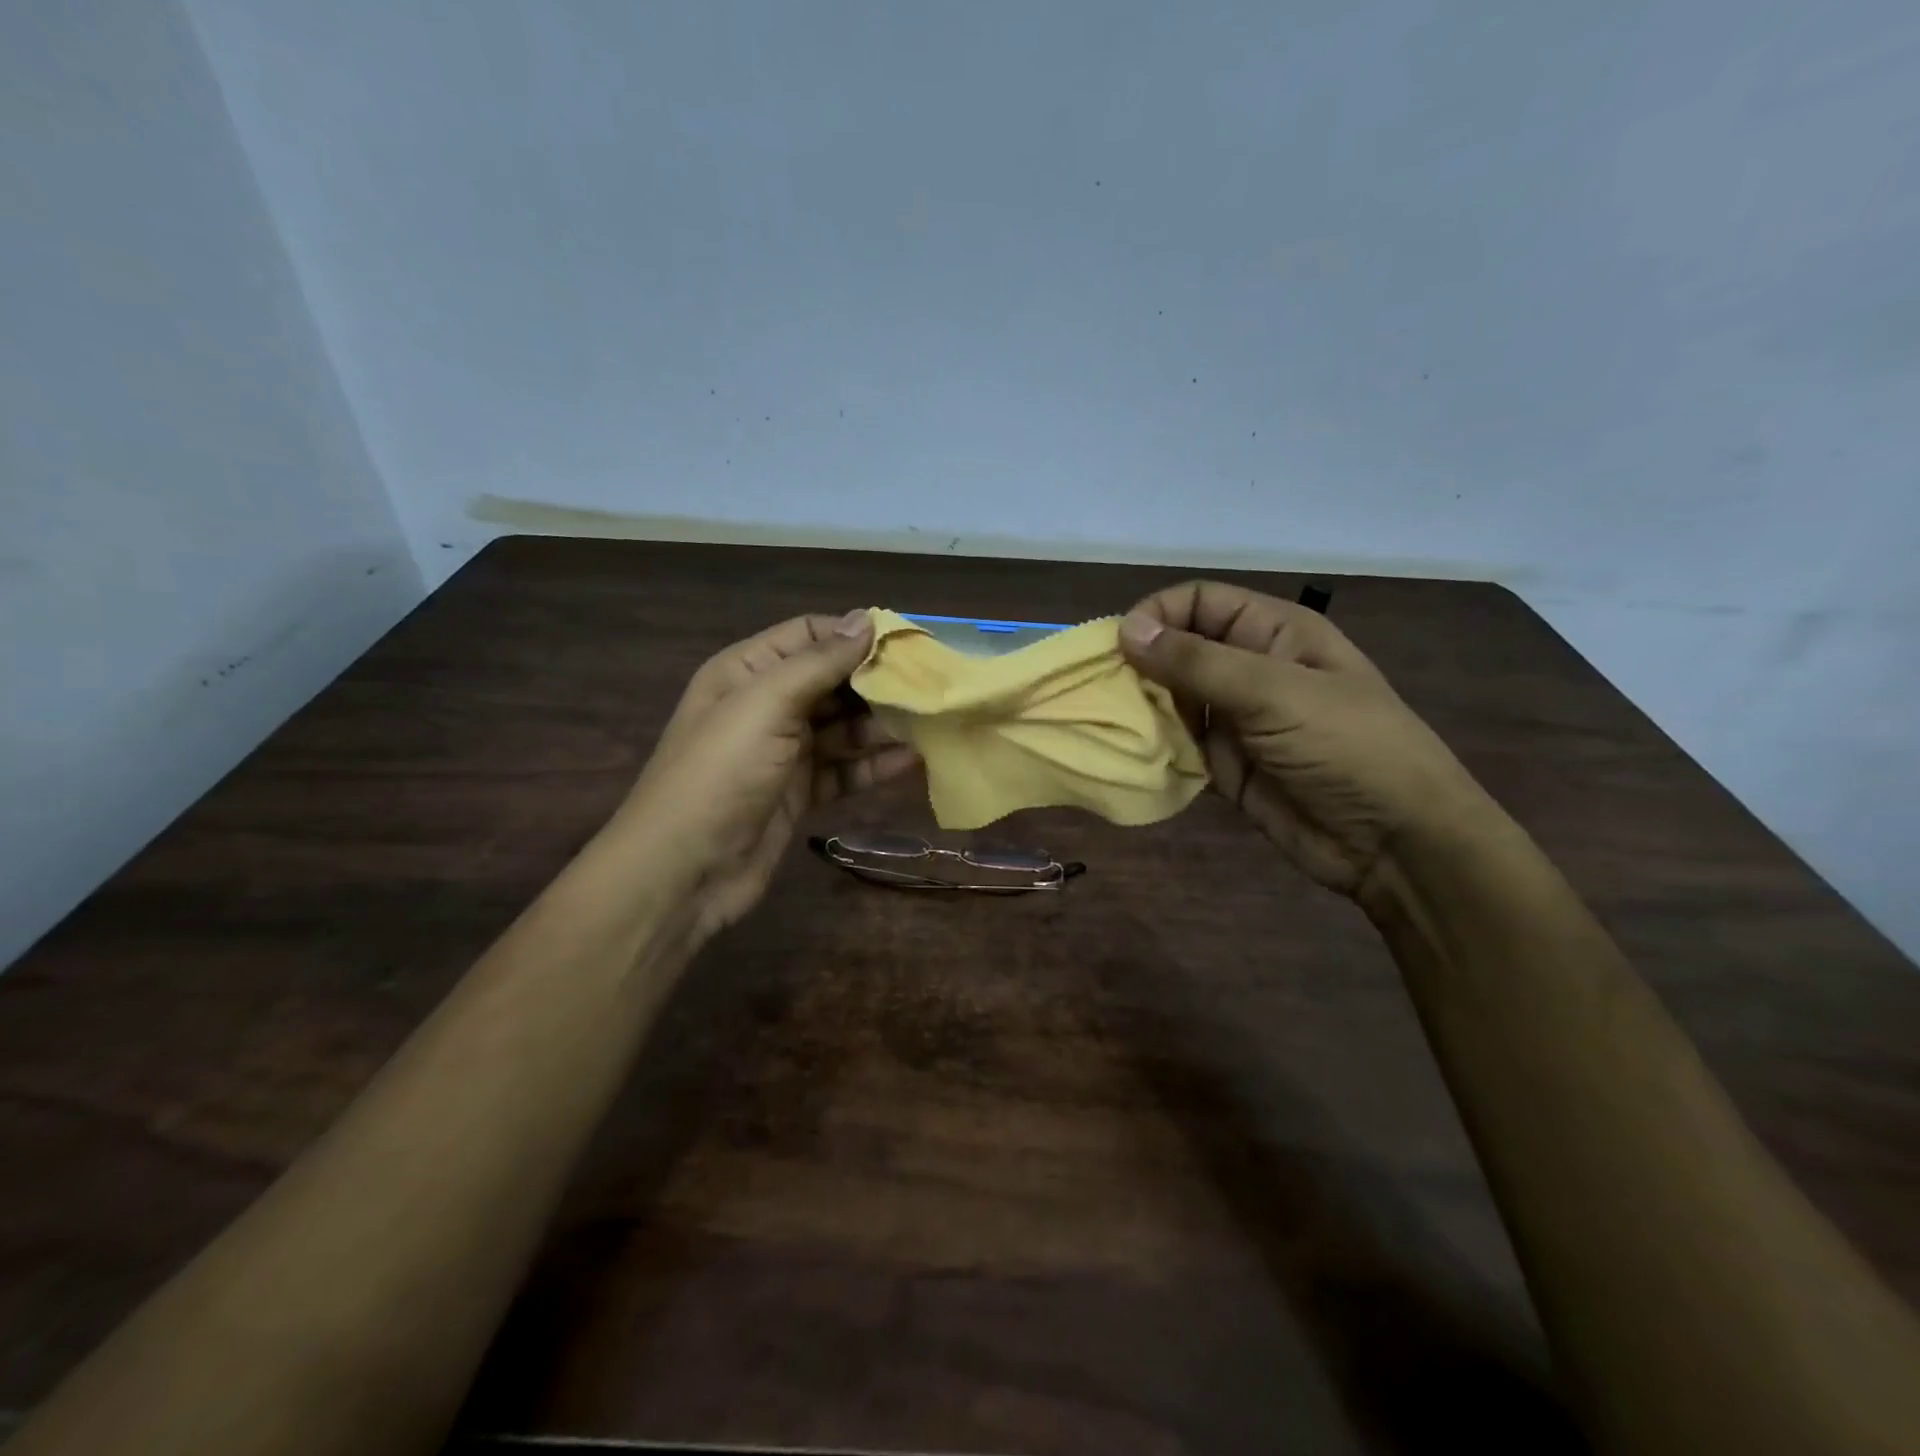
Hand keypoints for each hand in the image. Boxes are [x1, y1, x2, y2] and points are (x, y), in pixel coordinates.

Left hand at [618, 610, 918, 936]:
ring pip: (843, 728)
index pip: (810, 635)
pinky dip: (874, 766)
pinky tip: (914, 761)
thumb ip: (818, 662)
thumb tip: (867, 619)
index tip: (909, 643)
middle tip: (932, 685)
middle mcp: (767, 705)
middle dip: (878, 682)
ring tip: (932, 722)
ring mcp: (783, 752)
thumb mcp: (766, 704)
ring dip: (883, 726)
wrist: (684, 869)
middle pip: (833, 682)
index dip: (856, 635)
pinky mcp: (799, 793)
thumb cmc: (721, 773)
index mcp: (748, 671)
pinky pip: (844, 770)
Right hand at [1119, 581, 1486, 900]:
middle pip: (1179, 650)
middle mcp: (1250, 669)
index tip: (1116, 647)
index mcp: (1272, 632)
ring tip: (1108, 726)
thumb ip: (1197, 662)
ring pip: (1172, 700)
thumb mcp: (1273, 693)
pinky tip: (1130, 758)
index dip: (1156, 615)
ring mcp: (1237, 720)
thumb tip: (1125, 629)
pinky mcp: (1226, 766)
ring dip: (1142, 710)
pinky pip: (1179, 747)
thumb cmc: (1346, 747)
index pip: (1199, 602)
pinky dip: (1154, 750)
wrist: (1394, 843)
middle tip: (1100, 693)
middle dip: (1140, 666)